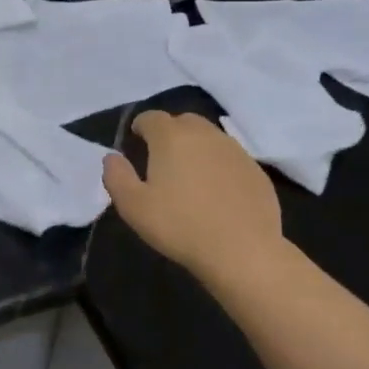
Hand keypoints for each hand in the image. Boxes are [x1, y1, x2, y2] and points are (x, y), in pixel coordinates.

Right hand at [103, 111, 288, 284]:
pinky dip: (218, 165)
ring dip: (196, 147)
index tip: (135, 141)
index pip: (151, 117)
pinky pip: (230, 158)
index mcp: (171, 137)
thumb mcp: (133, 206)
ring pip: (210, 137)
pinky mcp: (256, 170)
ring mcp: (235, 151)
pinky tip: (216, 191)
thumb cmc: (180, 226)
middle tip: (161, 156)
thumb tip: (112, 157)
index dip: (140, 126)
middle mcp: (205, 135)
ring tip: (189, 174)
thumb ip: (116, 176)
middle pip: (184, 121)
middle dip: (170, 132)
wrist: (243, 250)